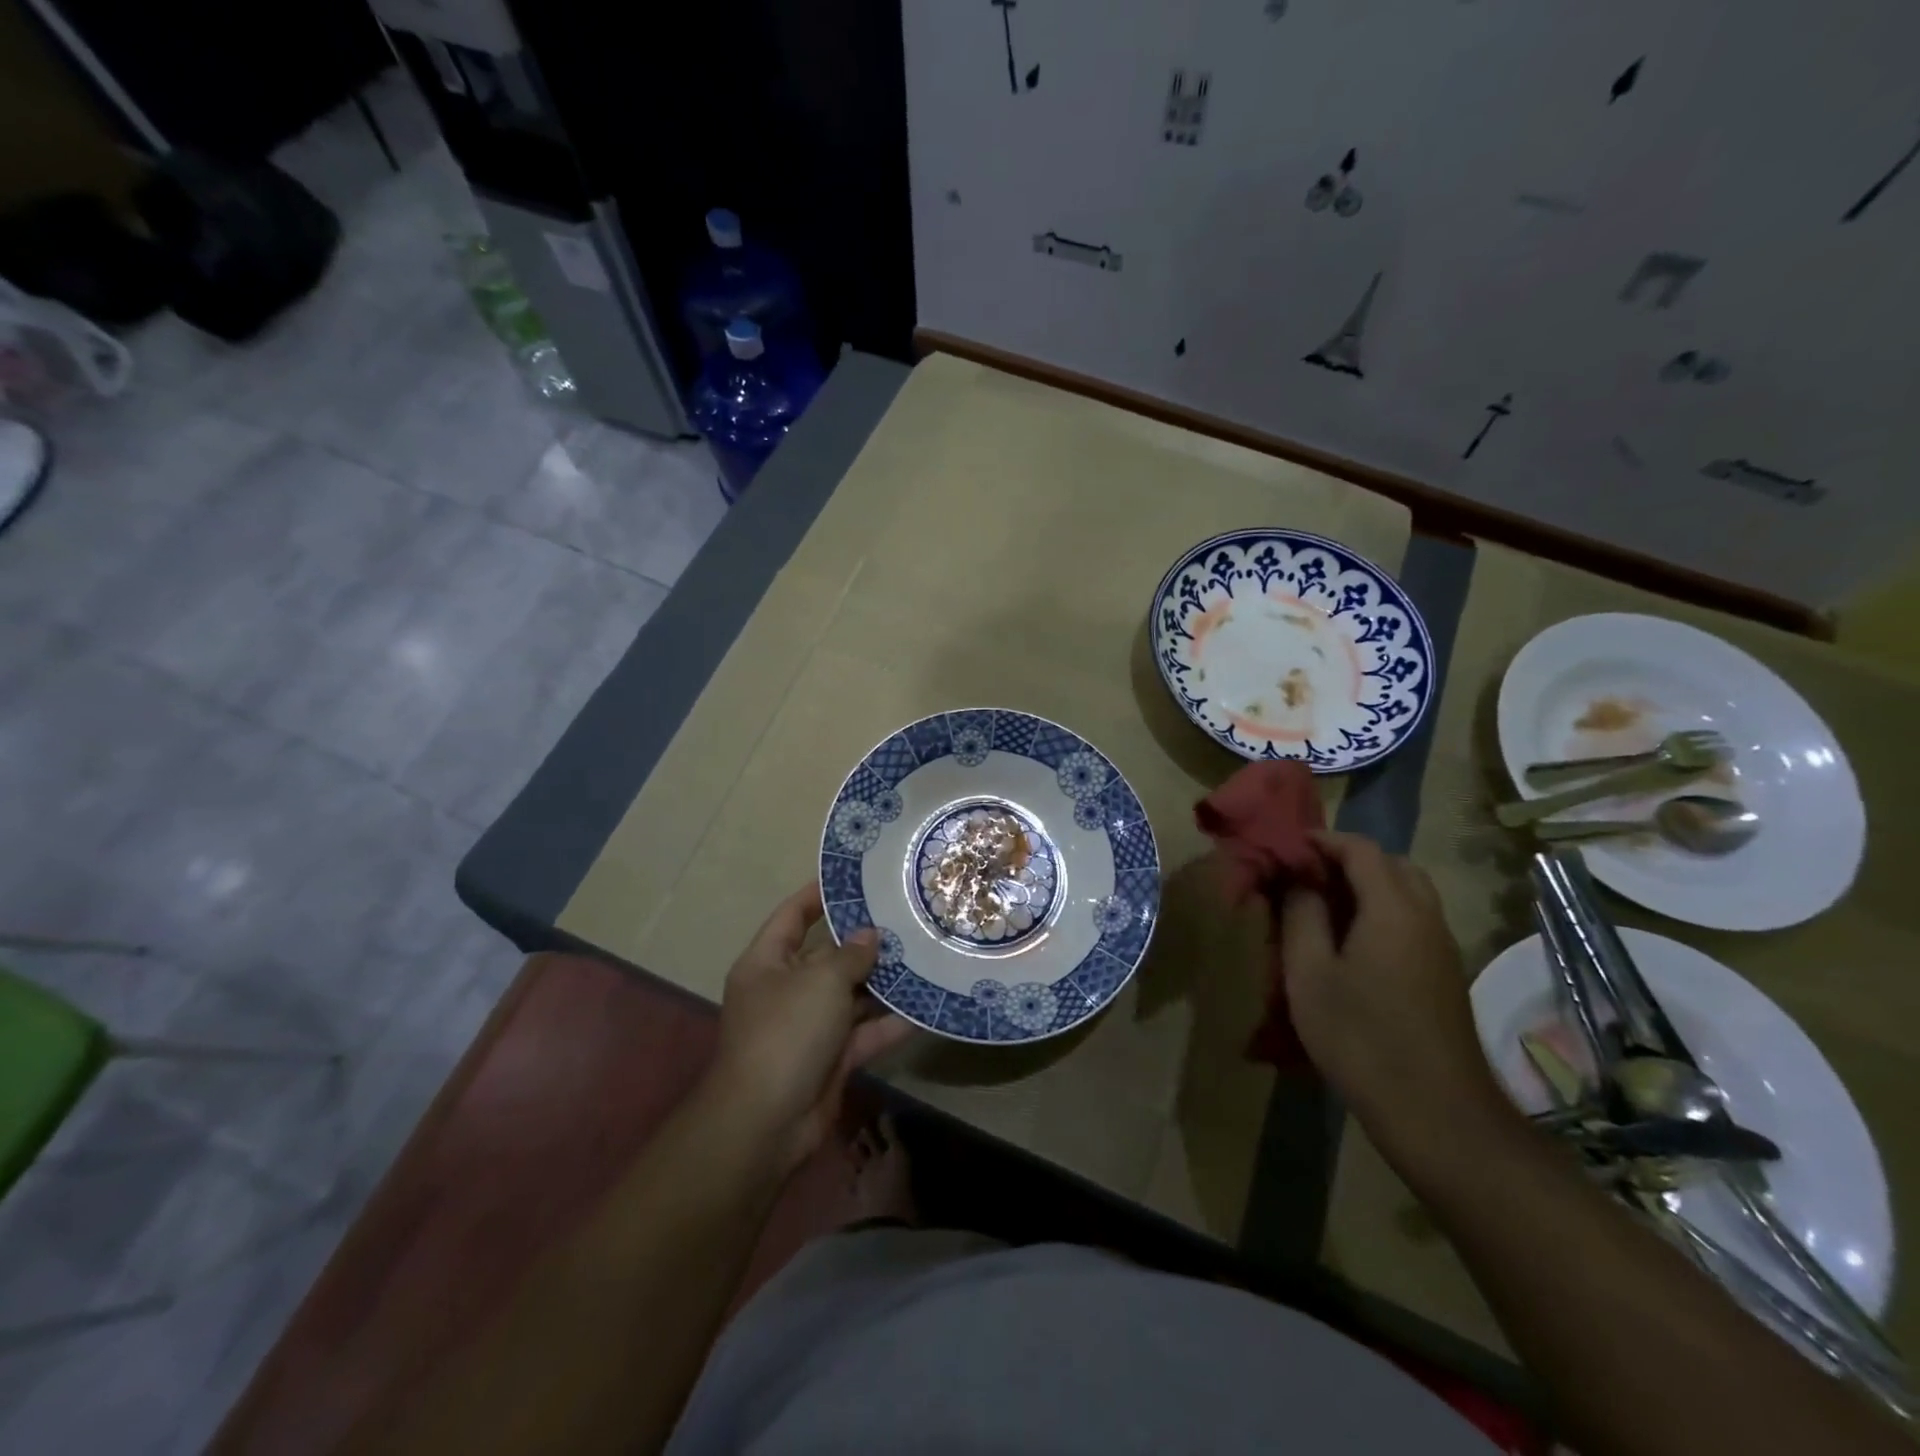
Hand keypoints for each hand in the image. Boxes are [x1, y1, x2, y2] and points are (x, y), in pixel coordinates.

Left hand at [710, 883, 914, 1172]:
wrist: (767, 1123)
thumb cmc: (786, 1033)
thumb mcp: (820, 981)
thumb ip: (850, 955)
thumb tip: (870, 935)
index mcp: (768, 963)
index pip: (792, 915)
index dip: (818, 894)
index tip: (854, 878)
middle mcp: (787, 990)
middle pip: (828, 955)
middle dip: (865, 940)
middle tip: (907, 916)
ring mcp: (810, 1026)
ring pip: (852, 995)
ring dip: (883, 982)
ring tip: (924, 954)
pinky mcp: (832, 1058)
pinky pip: (865, 1032)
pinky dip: (890, 1023)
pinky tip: (925, 1007)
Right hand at [1279, 831, 1509, 1148]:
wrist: (1437, 1114)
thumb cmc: (1360, 1037)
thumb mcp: (1310, 973)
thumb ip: (1301, 915)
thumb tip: (1297, 879)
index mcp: (1393, 908)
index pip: (1361, 849)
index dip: (1322, 840)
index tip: (1285, 847)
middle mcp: (1426, 917)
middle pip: (1392, 864)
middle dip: (1347, 859)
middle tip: (1305, 875)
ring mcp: (1441, 947)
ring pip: (1406, 893)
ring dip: (1366, 886)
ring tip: (1321, 906)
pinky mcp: (1444, 974)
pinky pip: (1412, 921)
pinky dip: (1380, 911)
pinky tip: (1349, 943)